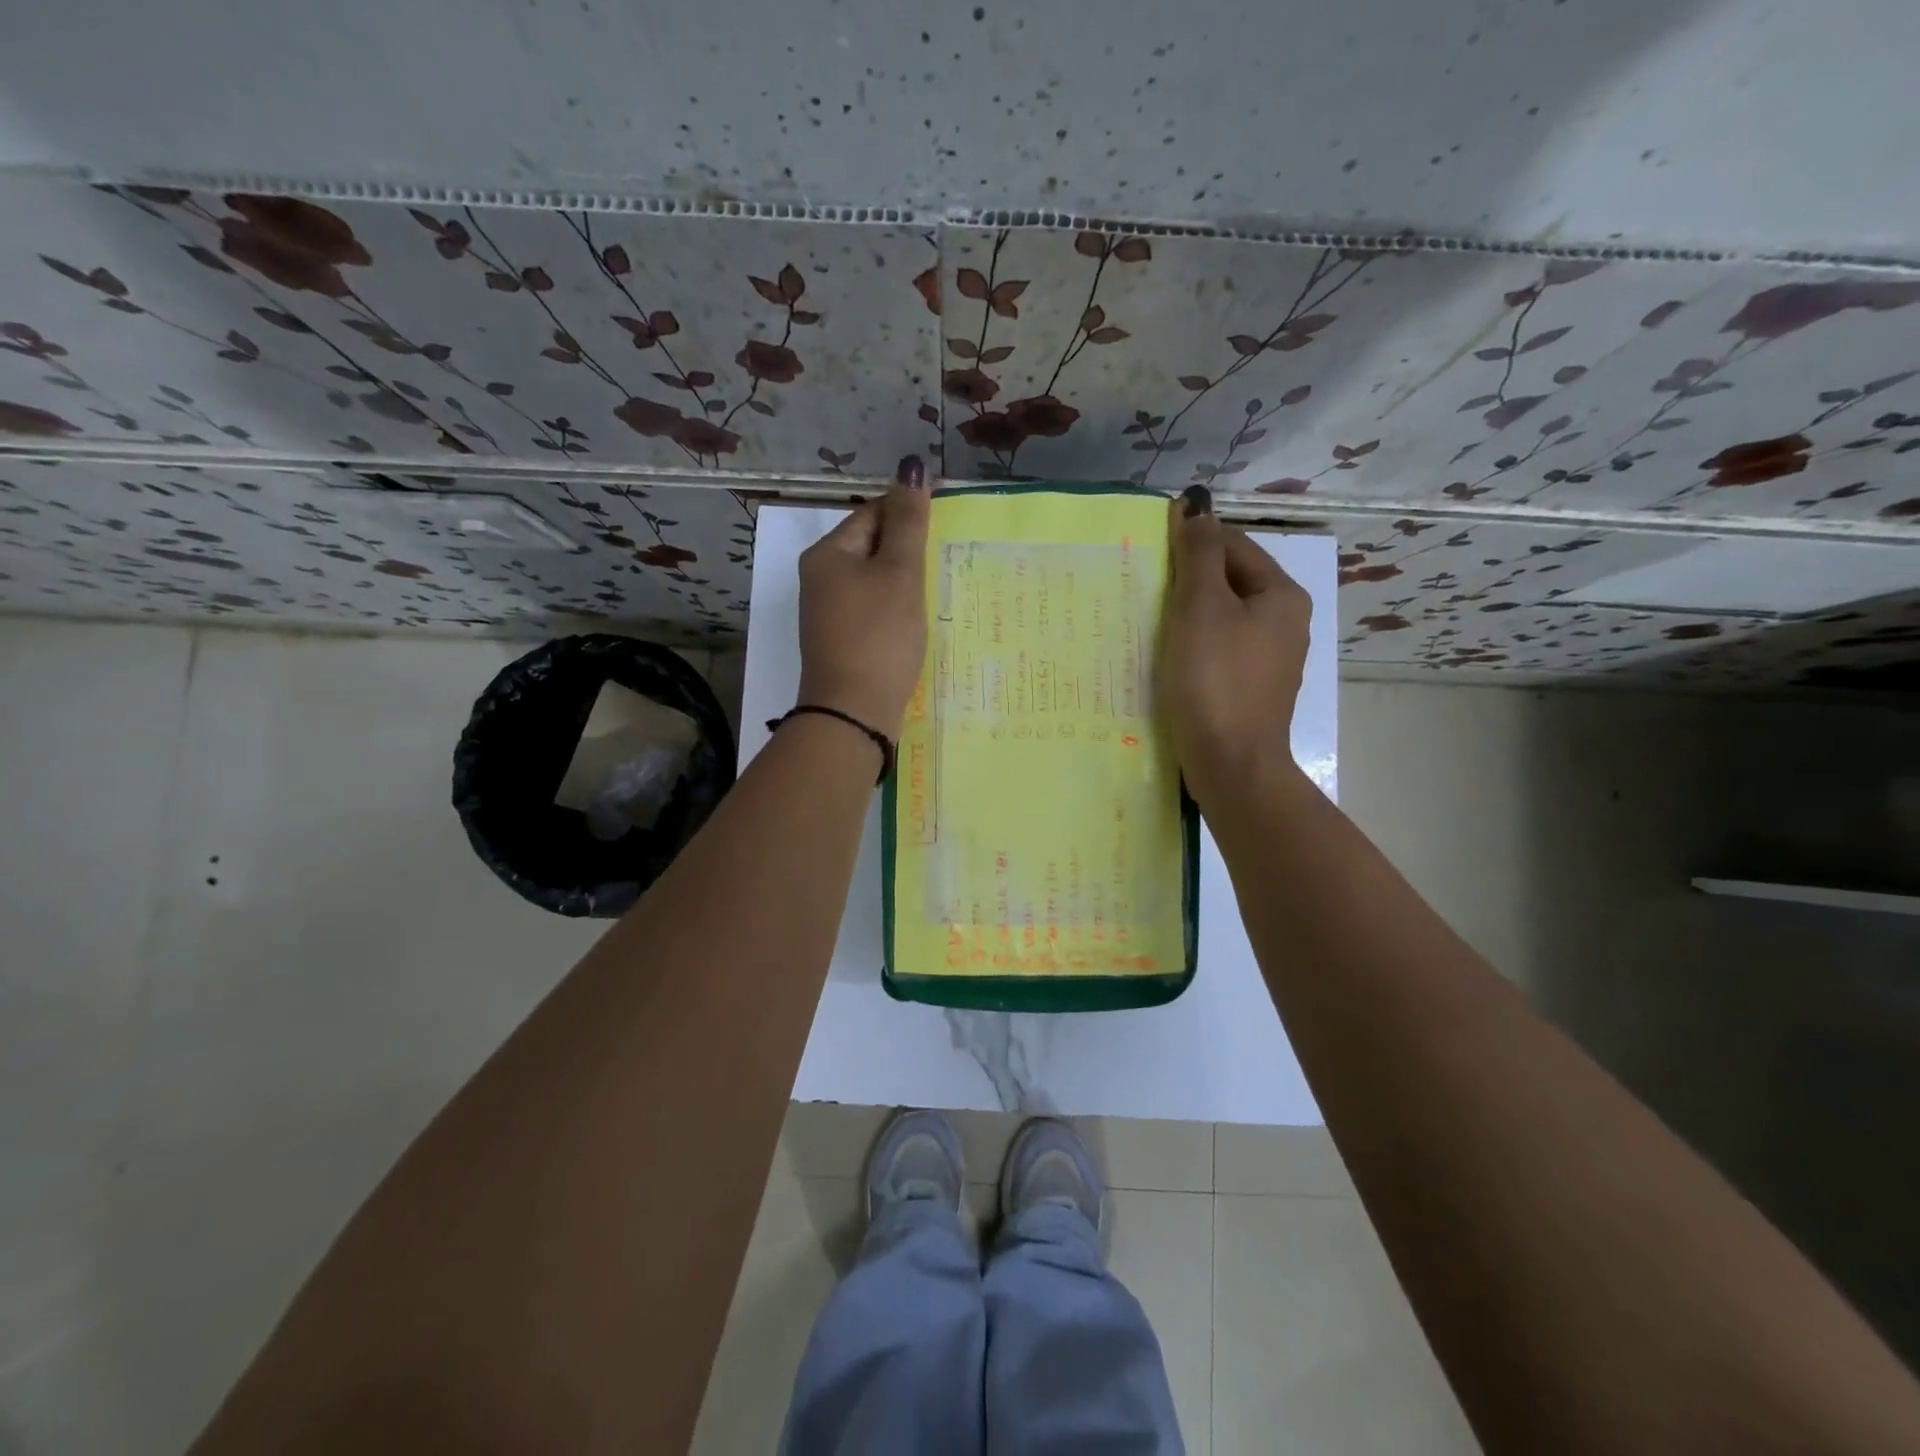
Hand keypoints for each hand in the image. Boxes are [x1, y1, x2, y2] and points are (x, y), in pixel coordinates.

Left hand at [796, 455, 931, 737]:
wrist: (853, 712)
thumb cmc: (878, 636)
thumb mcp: (899, 573)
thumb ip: (908, 521)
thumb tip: (911, 466)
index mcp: (828, 553)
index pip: (873, 512)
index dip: (910, 512)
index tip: (948, 523)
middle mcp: (821, 579)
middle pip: (872, 547)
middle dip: (909, 552)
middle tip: (947, 560)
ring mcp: (829, 613)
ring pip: (875, 582)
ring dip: (905, 583)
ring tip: (937, 592)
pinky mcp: (841, 642)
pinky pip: (873, 611)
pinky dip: (895, 611)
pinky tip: (916, 623)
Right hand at [1160, 485, 1311, 807]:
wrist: (1231, 765)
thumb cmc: (1215, 680)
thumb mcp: (1201, 608)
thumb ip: (1198, 554)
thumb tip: (1196, 506)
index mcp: (1281, 595)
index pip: (1234, 545)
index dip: (1192, 541)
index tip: (1150, 550)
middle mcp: (1285, 622)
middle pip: (1230, 581)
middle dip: (1188, 580)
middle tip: (1143, 587)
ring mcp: (1270, 659)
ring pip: (1223, 618)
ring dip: (1187, 614)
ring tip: (1148, 620)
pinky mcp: (1251, 688)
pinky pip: (1220, 650)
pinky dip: (1194, 645)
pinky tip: (1167, 657)